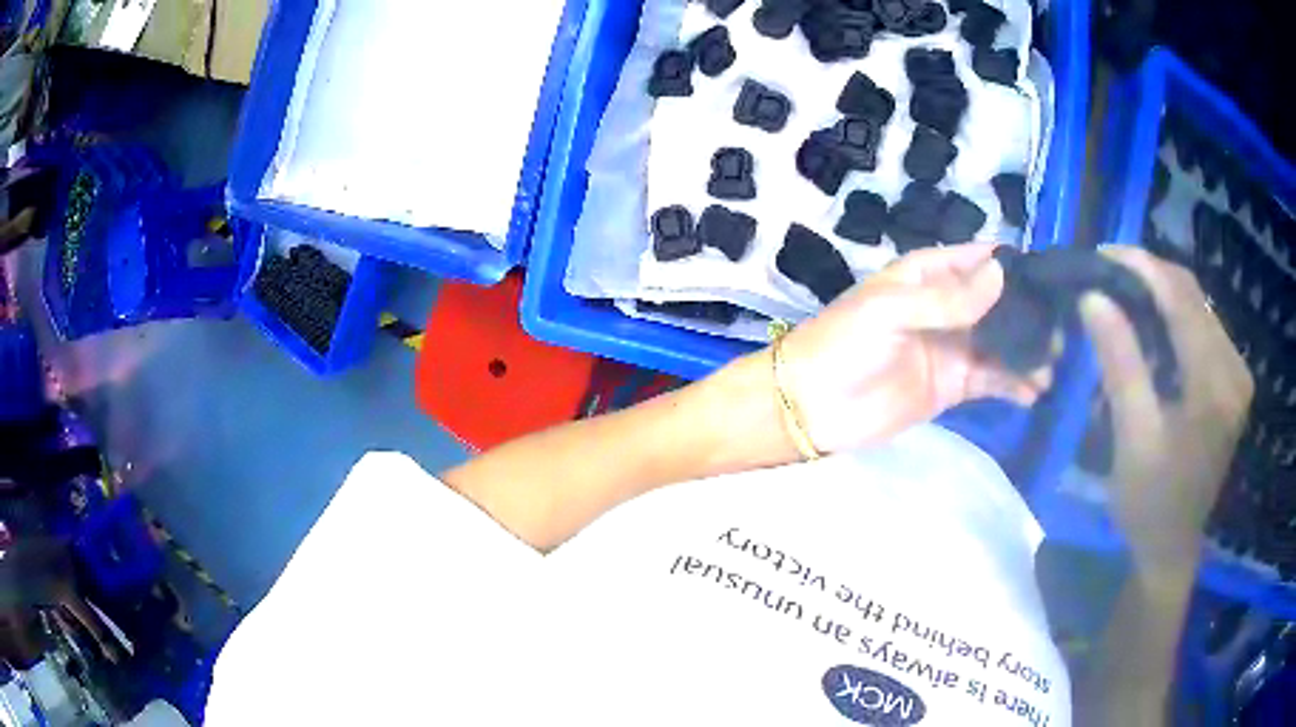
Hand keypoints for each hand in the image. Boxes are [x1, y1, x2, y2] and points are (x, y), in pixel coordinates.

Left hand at [779, 243, 1043, 453]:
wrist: (812, 406)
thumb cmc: (845, 344)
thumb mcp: (892, 310)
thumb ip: (948, 299)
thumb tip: (1002, 275)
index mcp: (928, 274)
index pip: (980, 259)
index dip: (1014, 265)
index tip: (1052, 276)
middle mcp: (947, 306)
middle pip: (999, 302)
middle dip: (1031, 312)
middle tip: (1066, 326)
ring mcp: (953, 346)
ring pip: (1002, 342)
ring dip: (1029, 350)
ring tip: (1058, 362)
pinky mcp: (953, 385)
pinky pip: (992, 380)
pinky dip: (1015, 384)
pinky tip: (1038, 391)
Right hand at [1079, 247, 1252, 573]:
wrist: (1172, 546)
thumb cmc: (1149, 503)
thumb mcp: (1131, 438)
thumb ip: (1119, 363)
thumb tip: (1093, 297)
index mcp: (1215, 386)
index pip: (1181, 300)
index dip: (1141, 267)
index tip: (1101, 254)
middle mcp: (1235, 369)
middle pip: (1193, 295)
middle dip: (1149, 275)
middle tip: (1107, 273)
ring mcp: (1238, 374)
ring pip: (1198, 305)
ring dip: (1160, 292)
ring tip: (1124, 294)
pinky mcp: (1233, 380)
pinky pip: (1203, 326)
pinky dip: (1174, 314)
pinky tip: (1152, 324)